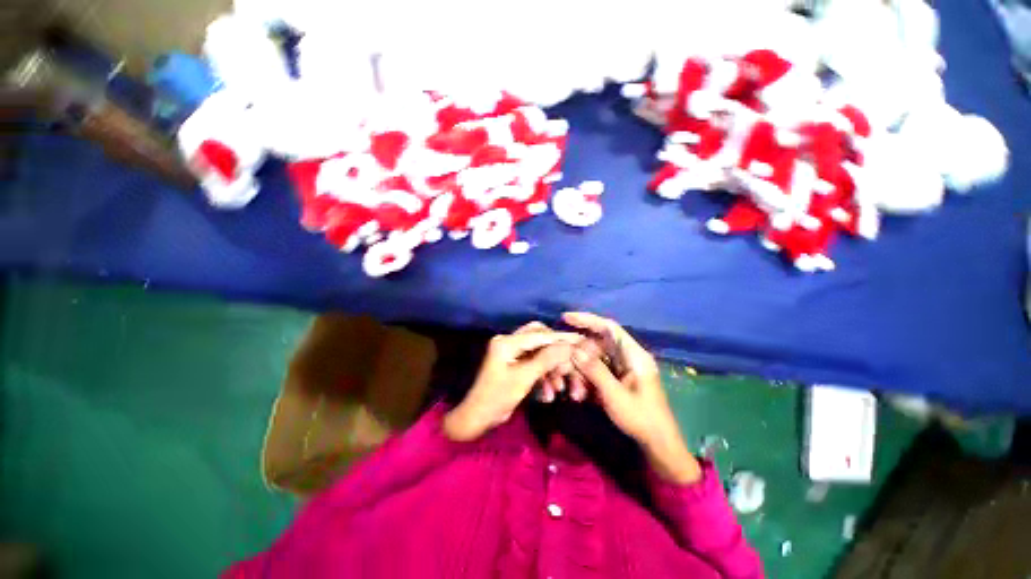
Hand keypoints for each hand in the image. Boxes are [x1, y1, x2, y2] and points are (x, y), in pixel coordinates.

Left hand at [443, 323, 581, 441]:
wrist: (478, 418)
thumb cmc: (497, 398)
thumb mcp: (523, 379)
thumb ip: (546, 360)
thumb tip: (568, 346)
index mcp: (507, 342)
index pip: (539, 334)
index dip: (561, 338)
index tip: (580, 341)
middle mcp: (509, 342)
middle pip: (539, 339)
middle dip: (555, 352)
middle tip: (568, 365)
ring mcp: (511, 352)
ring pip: (538, 352)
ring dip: (550, 368)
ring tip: (560, 387)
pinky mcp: (514, 363)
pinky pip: (533, 363)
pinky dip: (543, 375)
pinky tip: (549, 393)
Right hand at [564, 312, 700, 484]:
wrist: (659, 444)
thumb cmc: (641, 419)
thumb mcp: (615, 396)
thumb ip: (595, 371)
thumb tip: (575, 349)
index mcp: (634, 355)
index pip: (609, 327)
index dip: (588, 319)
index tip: (566, 318)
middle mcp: (628, 357)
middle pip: (598, 343)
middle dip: (579, 352)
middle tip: (562, 361)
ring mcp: (623, 368)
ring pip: (595, 358)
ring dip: (582, 370)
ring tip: (576, 390)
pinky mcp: (618, 378)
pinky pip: (598, 370)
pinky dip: (587, 378)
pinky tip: (581, 393)